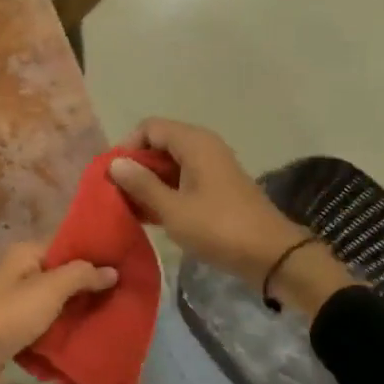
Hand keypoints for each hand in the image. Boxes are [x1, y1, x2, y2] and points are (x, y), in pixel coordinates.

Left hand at [0, 244, 116, 383]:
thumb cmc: (8, 315)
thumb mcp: (49, 289)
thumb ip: (81, 276)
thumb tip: (112, 270)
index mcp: (26, 256)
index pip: (67, 246)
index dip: (95, 255)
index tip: (128, 265)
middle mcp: (21, 276)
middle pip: (64, 278)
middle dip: (92, 289)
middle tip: (129, 298)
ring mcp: (17, 307)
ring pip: (57, 307)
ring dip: (80, 315)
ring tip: (118, 321)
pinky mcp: (16, 334)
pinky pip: (47, 331)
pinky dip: (64, 335)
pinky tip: (91, 342)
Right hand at [108, 118, 356, 314]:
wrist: (270, 255)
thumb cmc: (218, 228)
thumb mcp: (172, 209)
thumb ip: (142, 184)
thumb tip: (114, 163)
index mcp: (194, 143)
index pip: (149, 128)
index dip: (127, 147)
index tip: (113, 176)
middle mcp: (204, 147)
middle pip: (159, 144)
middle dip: (135, 166)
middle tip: (115, 193)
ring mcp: (212, 168)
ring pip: (169, 164)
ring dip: (148, 182)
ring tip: (128, 207)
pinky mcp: (216, 188)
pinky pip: (182, 180)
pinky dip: (164, 192)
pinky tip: (148, 215)